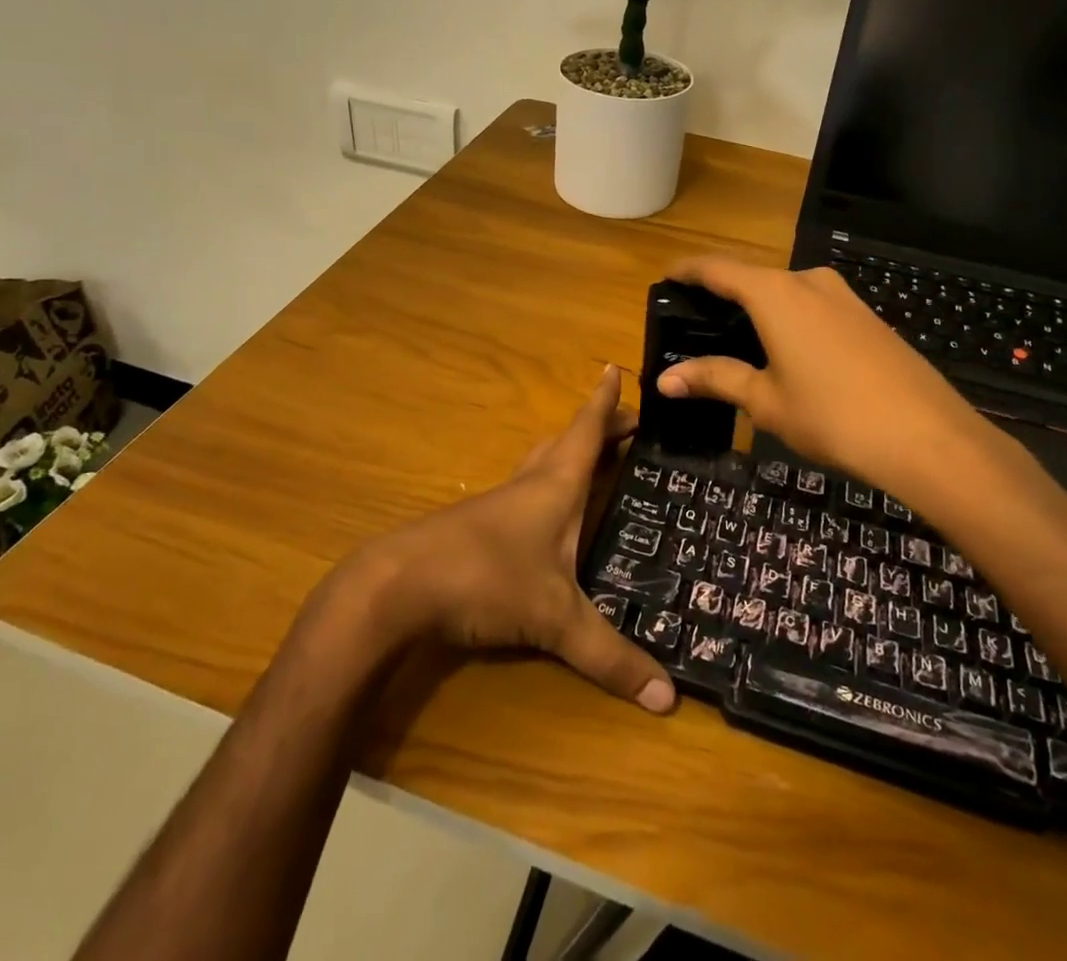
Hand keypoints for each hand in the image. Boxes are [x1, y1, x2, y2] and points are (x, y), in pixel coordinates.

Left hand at [342, 366, 675, 714]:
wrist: (398, 587)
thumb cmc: (486, 578)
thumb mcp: (555, 619)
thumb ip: (609, 656)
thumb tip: (668, 698)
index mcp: (555, 484)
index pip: (587, 430)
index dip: (606, 401)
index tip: (617, 367)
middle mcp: (529, 484)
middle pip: (567, 442)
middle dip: (598, 429)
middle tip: (628, 425)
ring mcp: (499, 505)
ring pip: (541, 465)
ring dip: (568, 455)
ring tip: (593, 460)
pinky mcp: (477, 528)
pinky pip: (523, 494)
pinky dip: (545, 489)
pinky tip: (546, 517)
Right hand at [656, 256, 1010, 496]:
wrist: (927, 435)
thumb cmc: (832, 415)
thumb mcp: (765, 400)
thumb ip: (716, 379)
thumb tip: (665, 379)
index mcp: (774, 293)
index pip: (718, 268)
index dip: (688, 271)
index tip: (666, 278)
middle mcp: (808, 281)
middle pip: (753, 278)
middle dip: (723, 295)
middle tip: (697, 323)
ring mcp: (843, 296)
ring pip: (786, 292)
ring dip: (759, 308)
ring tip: (737, 340)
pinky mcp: (867, 316)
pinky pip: (814, 306)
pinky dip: (789, 319)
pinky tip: (787, 351)